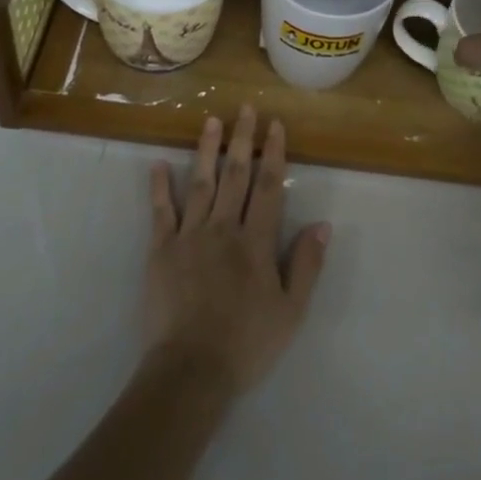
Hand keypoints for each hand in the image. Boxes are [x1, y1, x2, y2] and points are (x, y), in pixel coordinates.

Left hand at [145, 108, 329, 394]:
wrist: (191, 370)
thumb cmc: (247, 343)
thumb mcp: (291, 311)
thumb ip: (307, 265)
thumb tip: (322, 224)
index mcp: (256, 242)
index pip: (269, 187)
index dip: (273, 154)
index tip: (275, 125)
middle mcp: (223, 228)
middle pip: (235, 175)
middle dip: (242, 140)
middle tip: (245, 109)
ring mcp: (189, 236)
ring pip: (199, 184)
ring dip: (206, 150)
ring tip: (210, 121)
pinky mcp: (160, 250)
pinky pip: (160, 212)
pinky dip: (159, 187)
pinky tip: (158, 164)